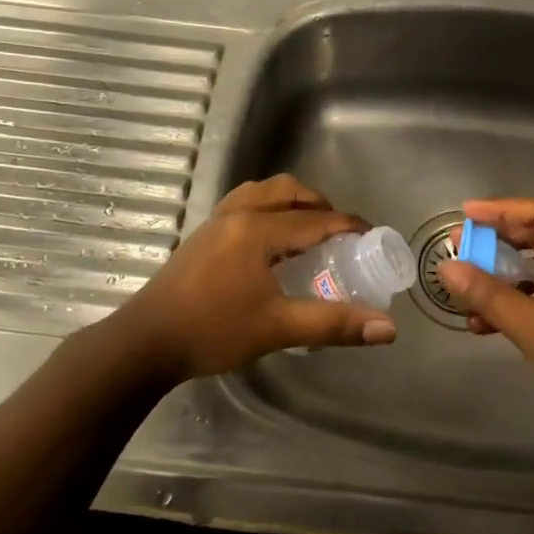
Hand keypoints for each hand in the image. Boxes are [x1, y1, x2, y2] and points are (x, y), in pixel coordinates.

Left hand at [111, 174, 398, 382]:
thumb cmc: (213, 331)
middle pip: (286, 191)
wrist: (145, 342)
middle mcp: (237, 215)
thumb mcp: (278, 328)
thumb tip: (388, 328)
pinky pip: (242, 206)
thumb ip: (334, 324)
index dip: (348, 225)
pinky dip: (266, 211)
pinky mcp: (201, 236)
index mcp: (258, 230)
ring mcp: (214, 223)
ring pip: (260, 193)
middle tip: (338, 233)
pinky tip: (268, 244)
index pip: (315, 219)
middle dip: (318, 205)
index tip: (372, 235)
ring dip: (289, 203)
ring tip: (305, 231)